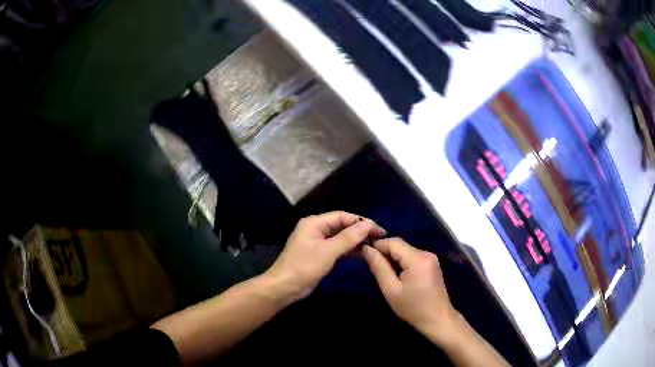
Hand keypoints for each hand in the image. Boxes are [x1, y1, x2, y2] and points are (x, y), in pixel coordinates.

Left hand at [266, 211, 385, 302]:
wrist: (284, 287)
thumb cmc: (304, 267)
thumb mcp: (328, 251)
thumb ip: (348, 237)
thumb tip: (368, 224)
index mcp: (314, 223)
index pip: (342, 216)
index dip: (361, 222)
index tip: (379, 230)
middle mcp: (315, 229)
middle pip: (341, 225)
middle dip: (359, 231)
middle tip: (379, 238)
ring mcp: (316, 242)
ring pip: (340, 237)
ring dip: (355, 241)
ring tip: (373, 246)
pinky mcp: (318, 254)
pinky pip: (336, 247)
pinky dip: (348, 250)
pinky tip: (361, 253)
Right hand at [362, 238, 460, 345]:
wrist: (437, 319)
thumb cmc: (413, 308)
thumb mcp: (391, 290)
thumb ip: (379, 267)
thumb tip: (367, 249)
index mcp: (418, 259)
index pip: (394, 242)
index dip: (377, 245)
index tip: (364, 254)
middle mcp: (426, 253)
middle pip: (401, 245)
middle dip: (385, 252)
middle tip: (371, 265)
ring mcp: (431, 258)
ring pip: (406, 251)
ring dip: (393, 258)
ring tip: (382, 271)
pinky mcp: (432, 264)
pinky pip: (413, 257)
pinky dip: (402, 262)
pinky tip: (396, 275)